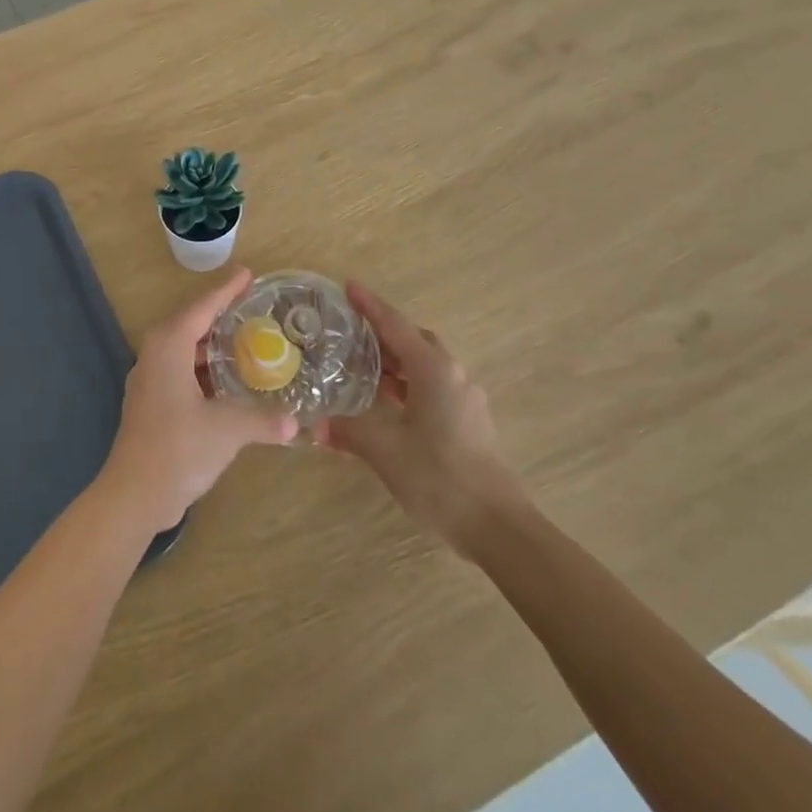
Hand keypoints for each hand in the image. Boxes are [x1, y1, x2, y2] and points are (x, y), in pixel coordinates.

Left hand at [99, 268, 297, 532]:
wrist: (134, 494)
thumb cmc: (178, 449)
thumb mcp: (227, 430)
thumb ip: (263, 420)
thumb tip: (296, 423)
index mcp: (168, 347)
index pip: (201, 308)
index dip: (226, 291)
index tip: (248, 274)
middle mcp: (155, 356)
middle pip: (190, 324)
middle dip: (219, 315)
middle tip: (252, 308)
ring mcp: (150, 382)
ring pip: (184, 351)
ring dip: (211, 345)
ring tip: (245, 341)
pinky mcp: (152, 405)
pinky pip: (181, 372)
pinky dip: (204, 370)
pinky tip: (228, 382)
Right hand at [317, 282, 521, 546]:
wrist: (496, 525)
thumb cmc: (439, 476)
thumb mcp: (385, 450)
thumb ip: (348, 431)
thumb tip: (315, 426)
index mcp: (433, 370)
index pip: (395, 326)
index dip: (370, 306)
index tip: (348, 286)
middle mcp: (453, 375)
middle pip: (413, 340)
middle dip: (382, 331)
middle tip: (349, 330)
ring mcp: (464, 398)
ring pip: (424, 364)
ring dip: (395, 360)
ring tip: (360, 363)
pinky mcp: (468, 421)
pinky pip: (432, 386)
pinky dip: (407, 383)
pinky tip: (386, 400)